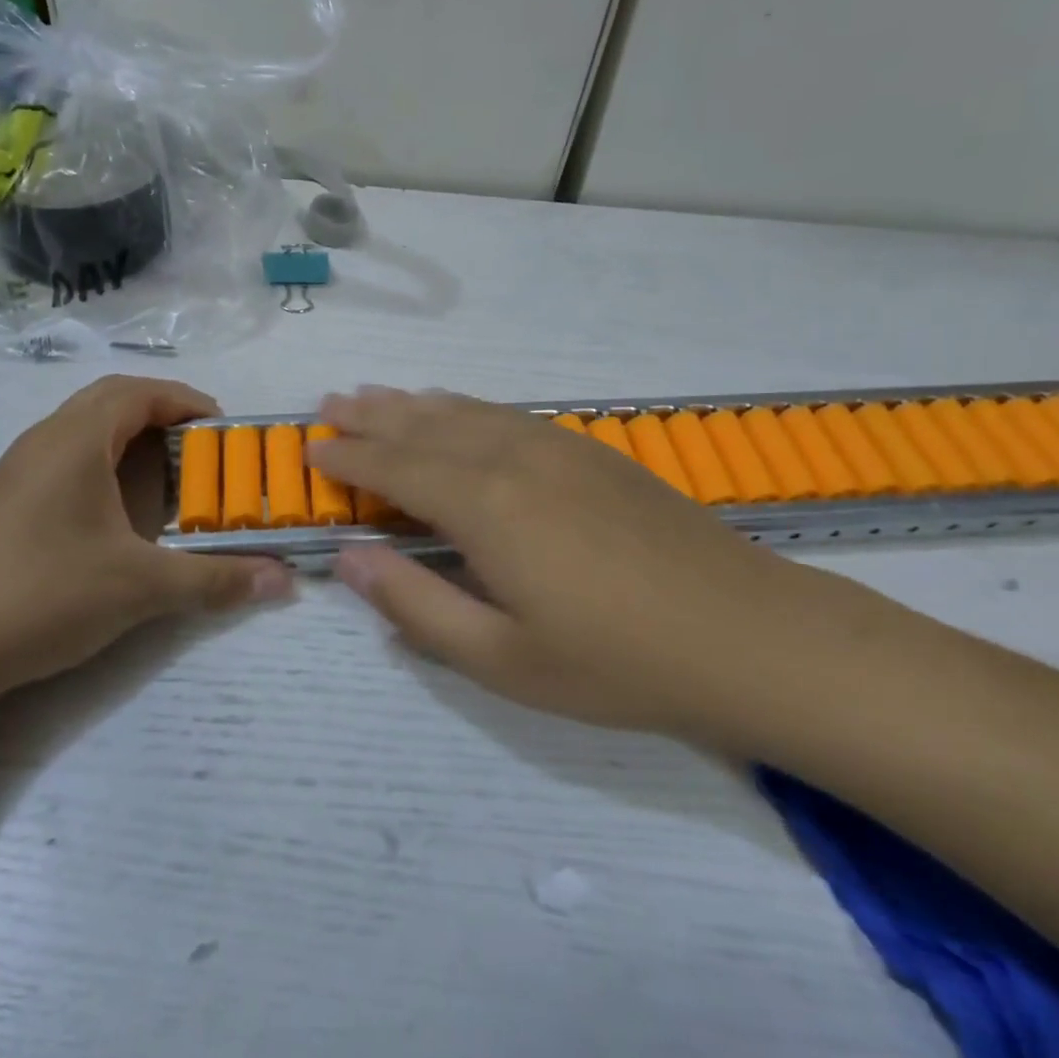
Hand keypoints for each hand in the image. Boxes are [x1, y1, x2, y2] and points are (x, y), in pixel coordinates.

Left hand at [0, 377, 291, 700]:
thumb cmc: (45, 595)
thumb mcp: (142, 588)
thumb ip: (217, 580)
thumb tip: (284, 581)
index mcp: (74, 441)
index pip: (137, 392)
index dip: (184, 400)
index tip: (221, 428)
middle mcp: (40, 443)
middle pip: (106, 401)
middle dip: (157, 414)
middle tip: (196, 448)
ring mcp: (11, 473)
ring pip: (77, 431)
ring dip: (123, 440)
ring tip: (160, 478)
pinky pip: (57, 461)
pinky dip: (95, 466)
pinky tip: (108, 515)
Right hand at [309, 388, 880, 746]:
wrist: (748, 636)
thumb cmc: (616, 662)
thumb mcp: (501, 659)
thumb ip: (417, 604)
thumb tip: (348, 559)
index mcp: (484, 506)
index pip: (396, 468)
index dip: (349, 457)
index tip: (311, 448)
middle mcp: (513, 459)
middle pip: (425, 427)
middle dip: (372, 416)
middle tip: (330, 404)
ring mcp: (557, 449)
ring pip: (467, 412)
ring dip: (415, 404)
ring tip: (378, 394)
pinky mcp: (592, 453)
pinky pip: (508, 416)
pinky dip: (468, 408)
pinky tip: (460, 411)